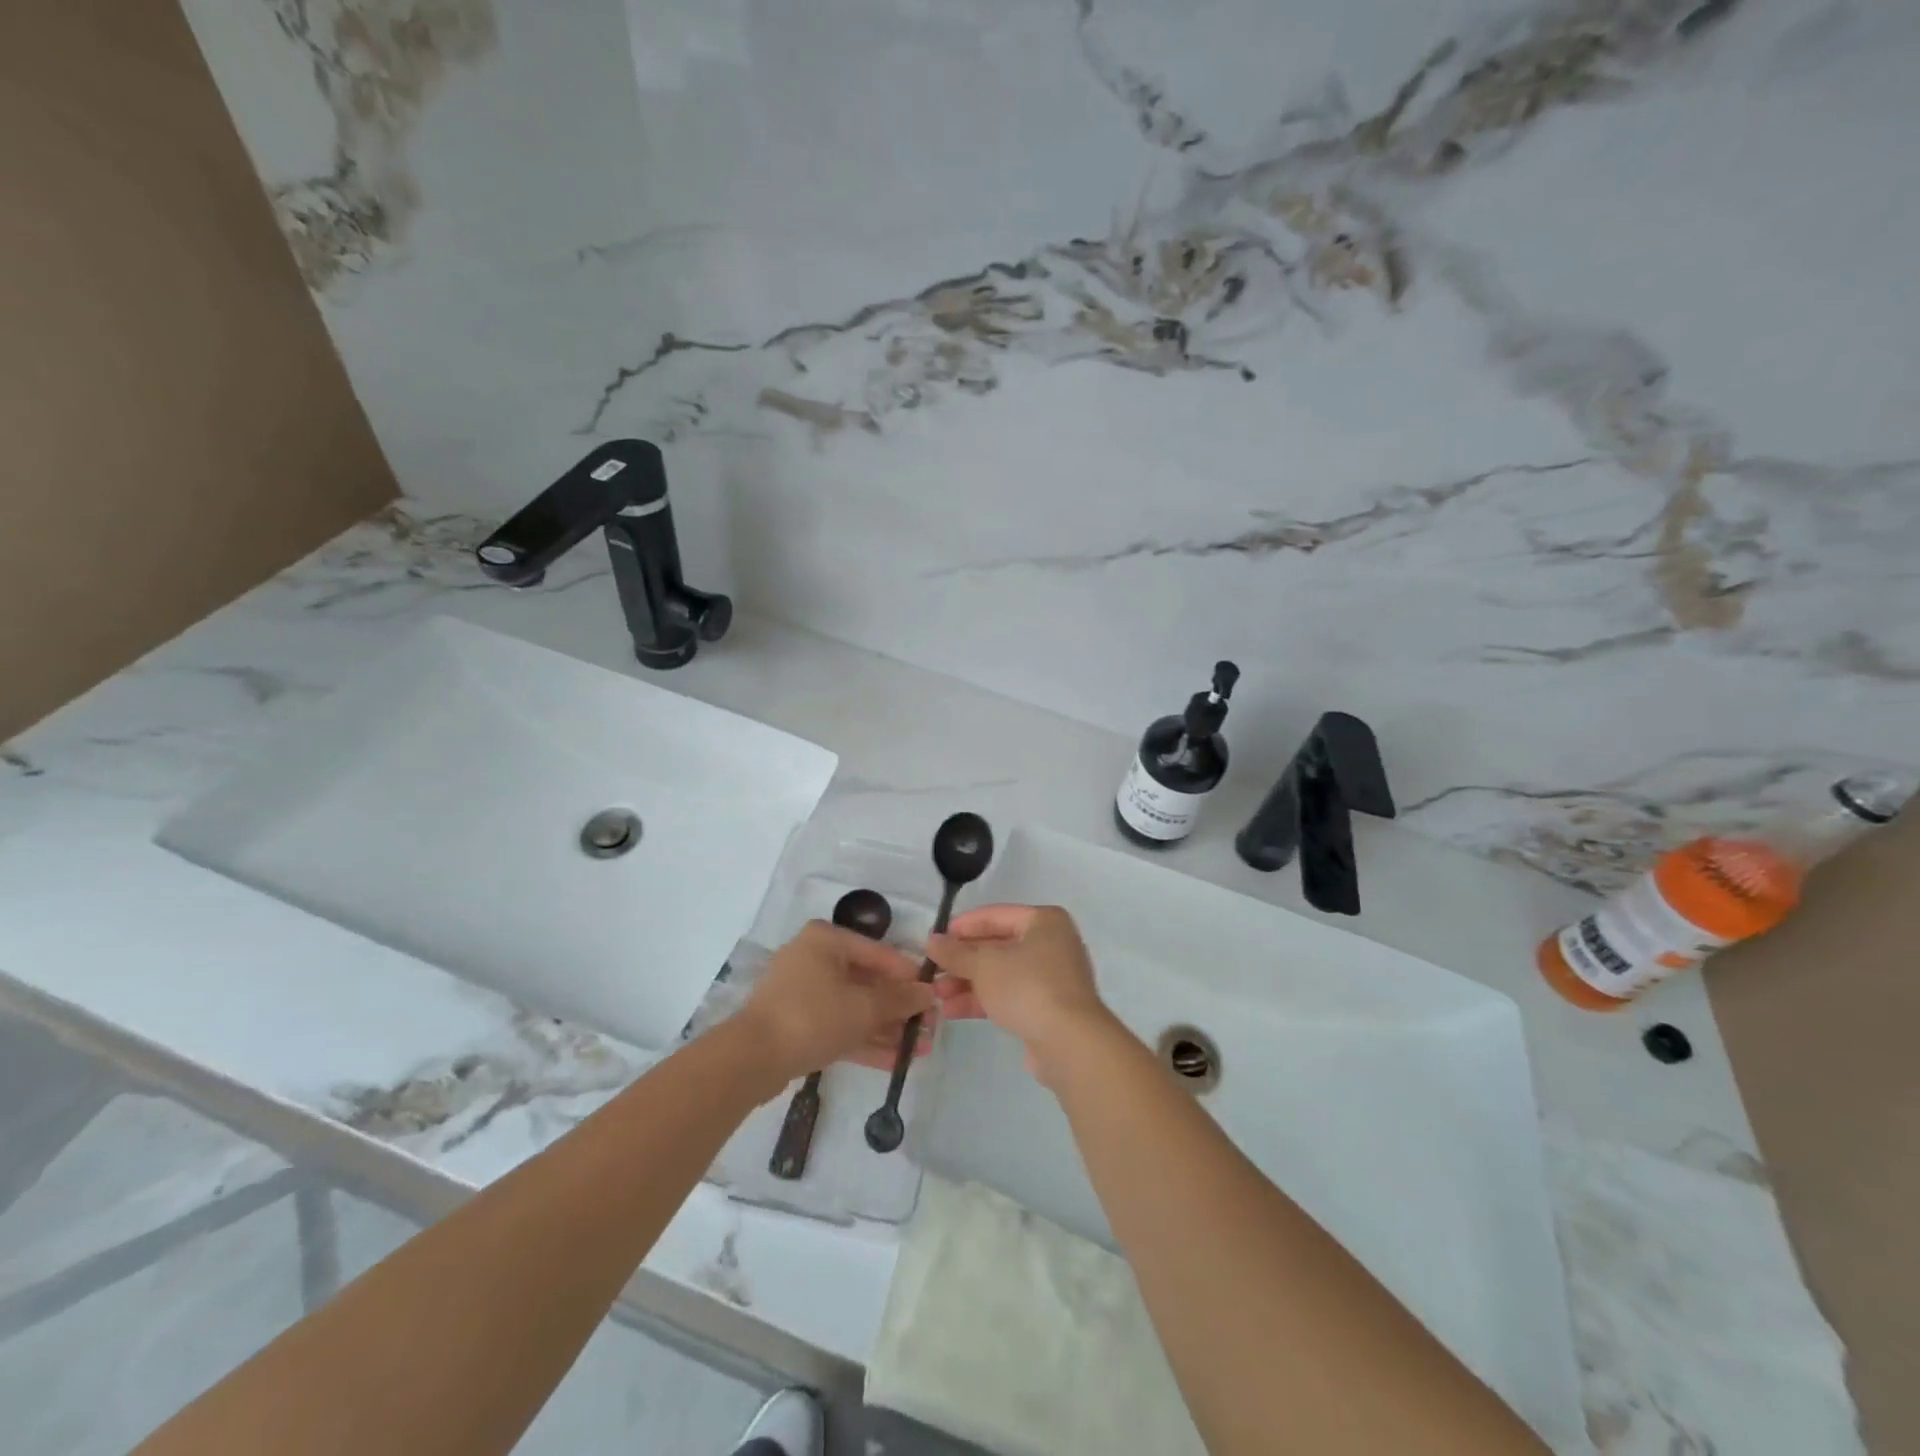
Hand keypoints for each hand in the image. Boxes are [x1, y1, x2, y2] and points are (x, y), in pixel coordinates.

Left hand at [735, 921, 936, 1083]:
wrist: (752, 1059)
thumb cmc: (813, 1016)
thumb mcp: (864, 1007)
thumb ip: (900, 999)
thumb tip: (929, 993)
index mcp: (826, 940)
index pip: (879, 953)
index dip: (909, 976)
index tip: (935, 995)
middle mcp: (814, 959)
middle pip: (867, 982)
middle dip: (900, 1008)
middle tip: (930, 1026)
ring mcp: (804, 993)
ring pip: (855, 1008)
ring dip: (888, 1028)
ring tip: (921, 1048)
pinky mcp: (798, 1025)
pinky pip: (839, 1026)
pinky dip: (866, 1040)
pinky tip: (897, 1060)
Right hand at [927, 904, 1117, 1082]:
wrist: (1070, 1043)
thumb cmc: (1028, 987)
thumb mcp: (984, 965)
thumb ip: (956, 953)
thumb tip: (932, 941)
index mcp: (1044, 921)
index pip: (995, 915)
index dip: (963, 926)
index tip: (935, 940)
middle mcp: (1051, 944)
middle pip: (997, 946)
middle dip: (963, 961)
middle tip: (932, 972)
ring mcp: (1052, 978)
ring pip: (1001, 974)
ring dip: (968, 983)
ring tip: (937, 996)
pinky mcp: (1048, 1008)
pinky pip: (1010, 996)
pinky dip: (984, 1000)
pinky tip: (953, 1011)